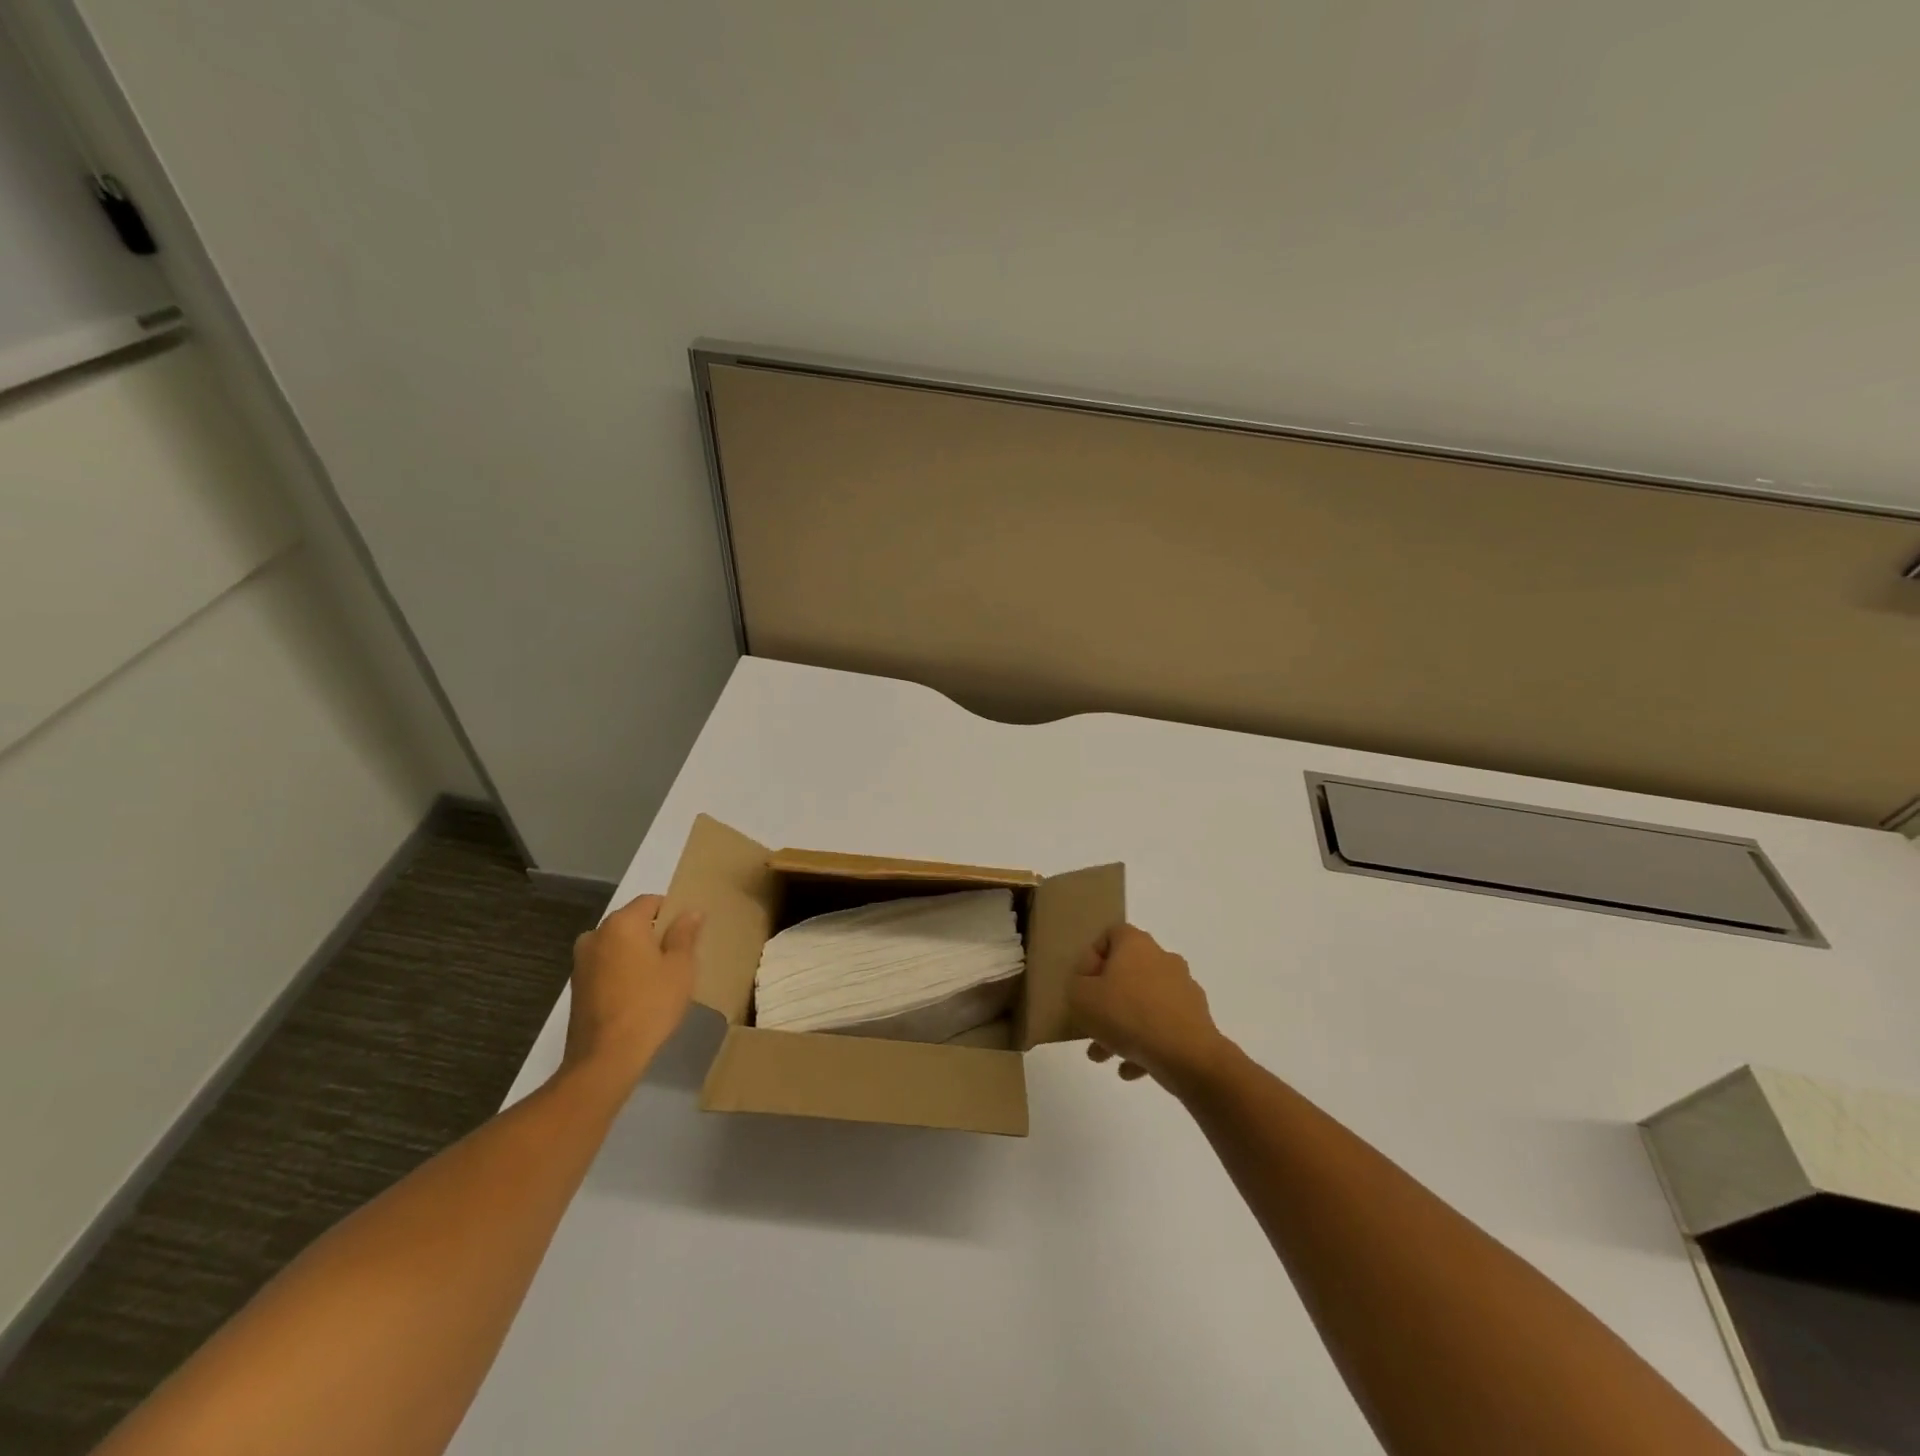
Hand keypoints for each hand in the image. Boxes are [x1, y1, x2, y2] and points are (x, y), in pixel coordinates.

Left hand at [562, 893, 702, 1091]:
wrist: (605, 1057)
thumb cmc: (651, 1004)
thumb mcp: (680, 967)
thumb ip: (685, 934)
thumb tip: (690, 912)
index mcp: (622, 924)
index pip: (650, 901)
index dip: (671, 912)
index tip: (688, 933)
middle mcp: (596, 935)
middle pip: (632, 922)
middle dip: (654, 934)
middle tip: (677, 957)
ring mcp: (581, 962)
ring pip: (617, 945)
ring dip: (636, 954)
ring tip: (658, 978)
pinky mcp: (576, 986)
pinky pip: (606, 966)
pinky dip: (622, 971)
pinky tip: (638, 994)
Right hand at [1069, 924, 1231, 1092]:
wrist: (1187, 1056)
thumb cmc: (1127, 1015)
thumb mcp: (1081, 997)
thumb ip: (1076, 986)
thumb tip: (1087, 987)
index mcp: (1136, 944)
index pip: (1110, 935)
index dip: (1091, 958)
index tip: (1082, 986)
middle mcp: (1162, 959)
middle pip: (1126, 973)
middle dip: (1105, 1000)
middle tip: (1090, 1024)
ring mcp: (1182, 990)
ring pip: (1143, 1004)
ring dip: (1121, 1027)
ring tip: (1104, 1056)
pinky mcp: (1195, 1020)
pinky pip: (1162, 1028)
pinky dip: (1144, 1044)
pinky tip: (1128, 1069)